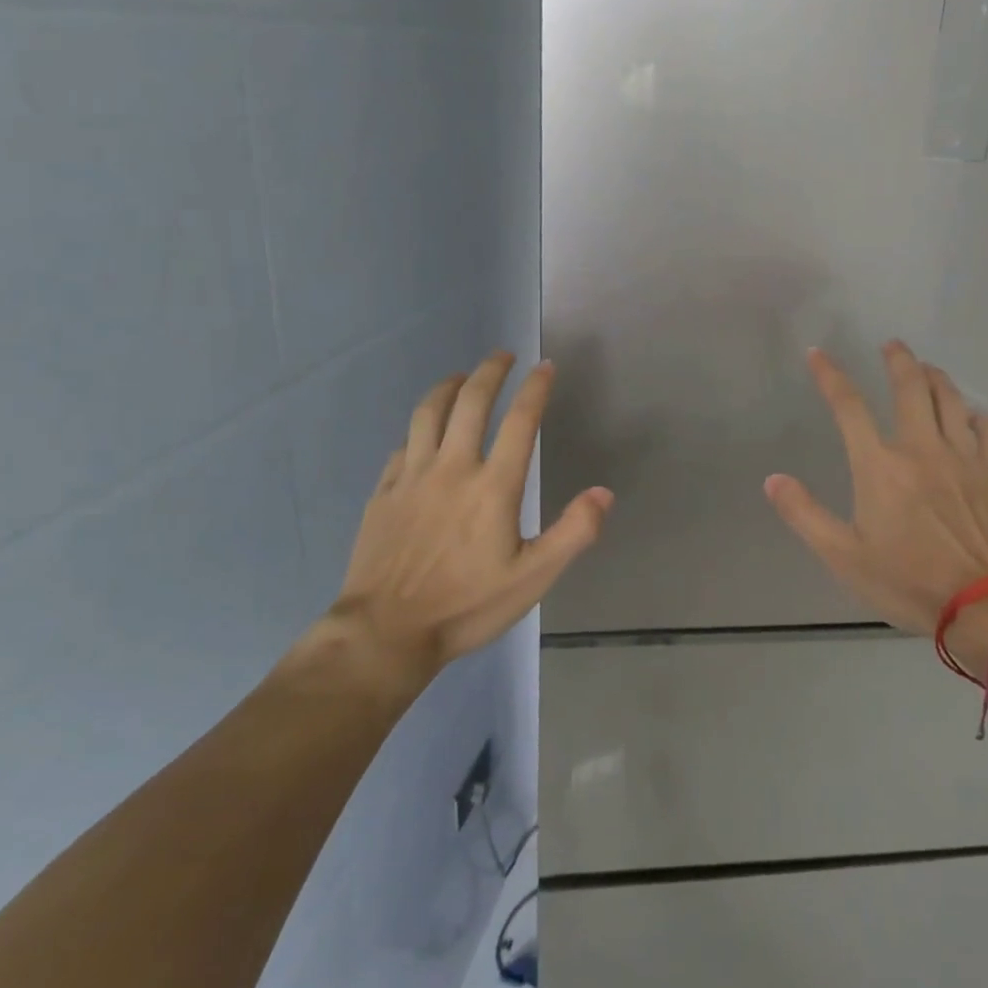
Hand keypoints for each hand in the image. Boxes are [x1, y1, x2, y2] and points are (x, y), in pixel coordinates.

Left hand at [309, 351, 612, 694]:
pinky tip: (424, 432)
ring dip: (448, 387)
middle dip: (490, 371)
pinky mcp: (384, 492)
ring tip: (462, 377)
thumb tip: (603, 493)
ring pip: (429, 413)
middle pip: (471, 402)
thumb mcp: (533, 578)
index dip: (535, 388)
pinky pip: (404, 444)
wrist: (386, 632)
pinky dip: (419, 427)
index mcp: (493, 486)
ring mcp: (412, 477)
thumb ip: (573, 533)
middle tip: (503, 355)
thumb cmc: (466, 606)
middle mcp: (452, 468)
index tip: (545, 366)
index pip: (519, 421)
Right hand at [766, 341, 987, 668]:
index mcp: (880, 465)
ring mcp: (965, 457)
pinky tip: (972, 415)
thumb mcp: (843, 556)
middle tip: (892, 345)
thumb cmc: (909, 582)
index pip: (848, 405)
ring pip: (951, 399)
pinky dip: (976, 415)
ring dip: (936, 376)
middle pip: (910, 386)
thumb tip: (773, 480)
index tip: (817, 353)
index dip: (830, 375)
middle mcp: (922, 448)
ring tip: (927, 367)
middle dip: (898, 359)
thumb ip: (805, 515)